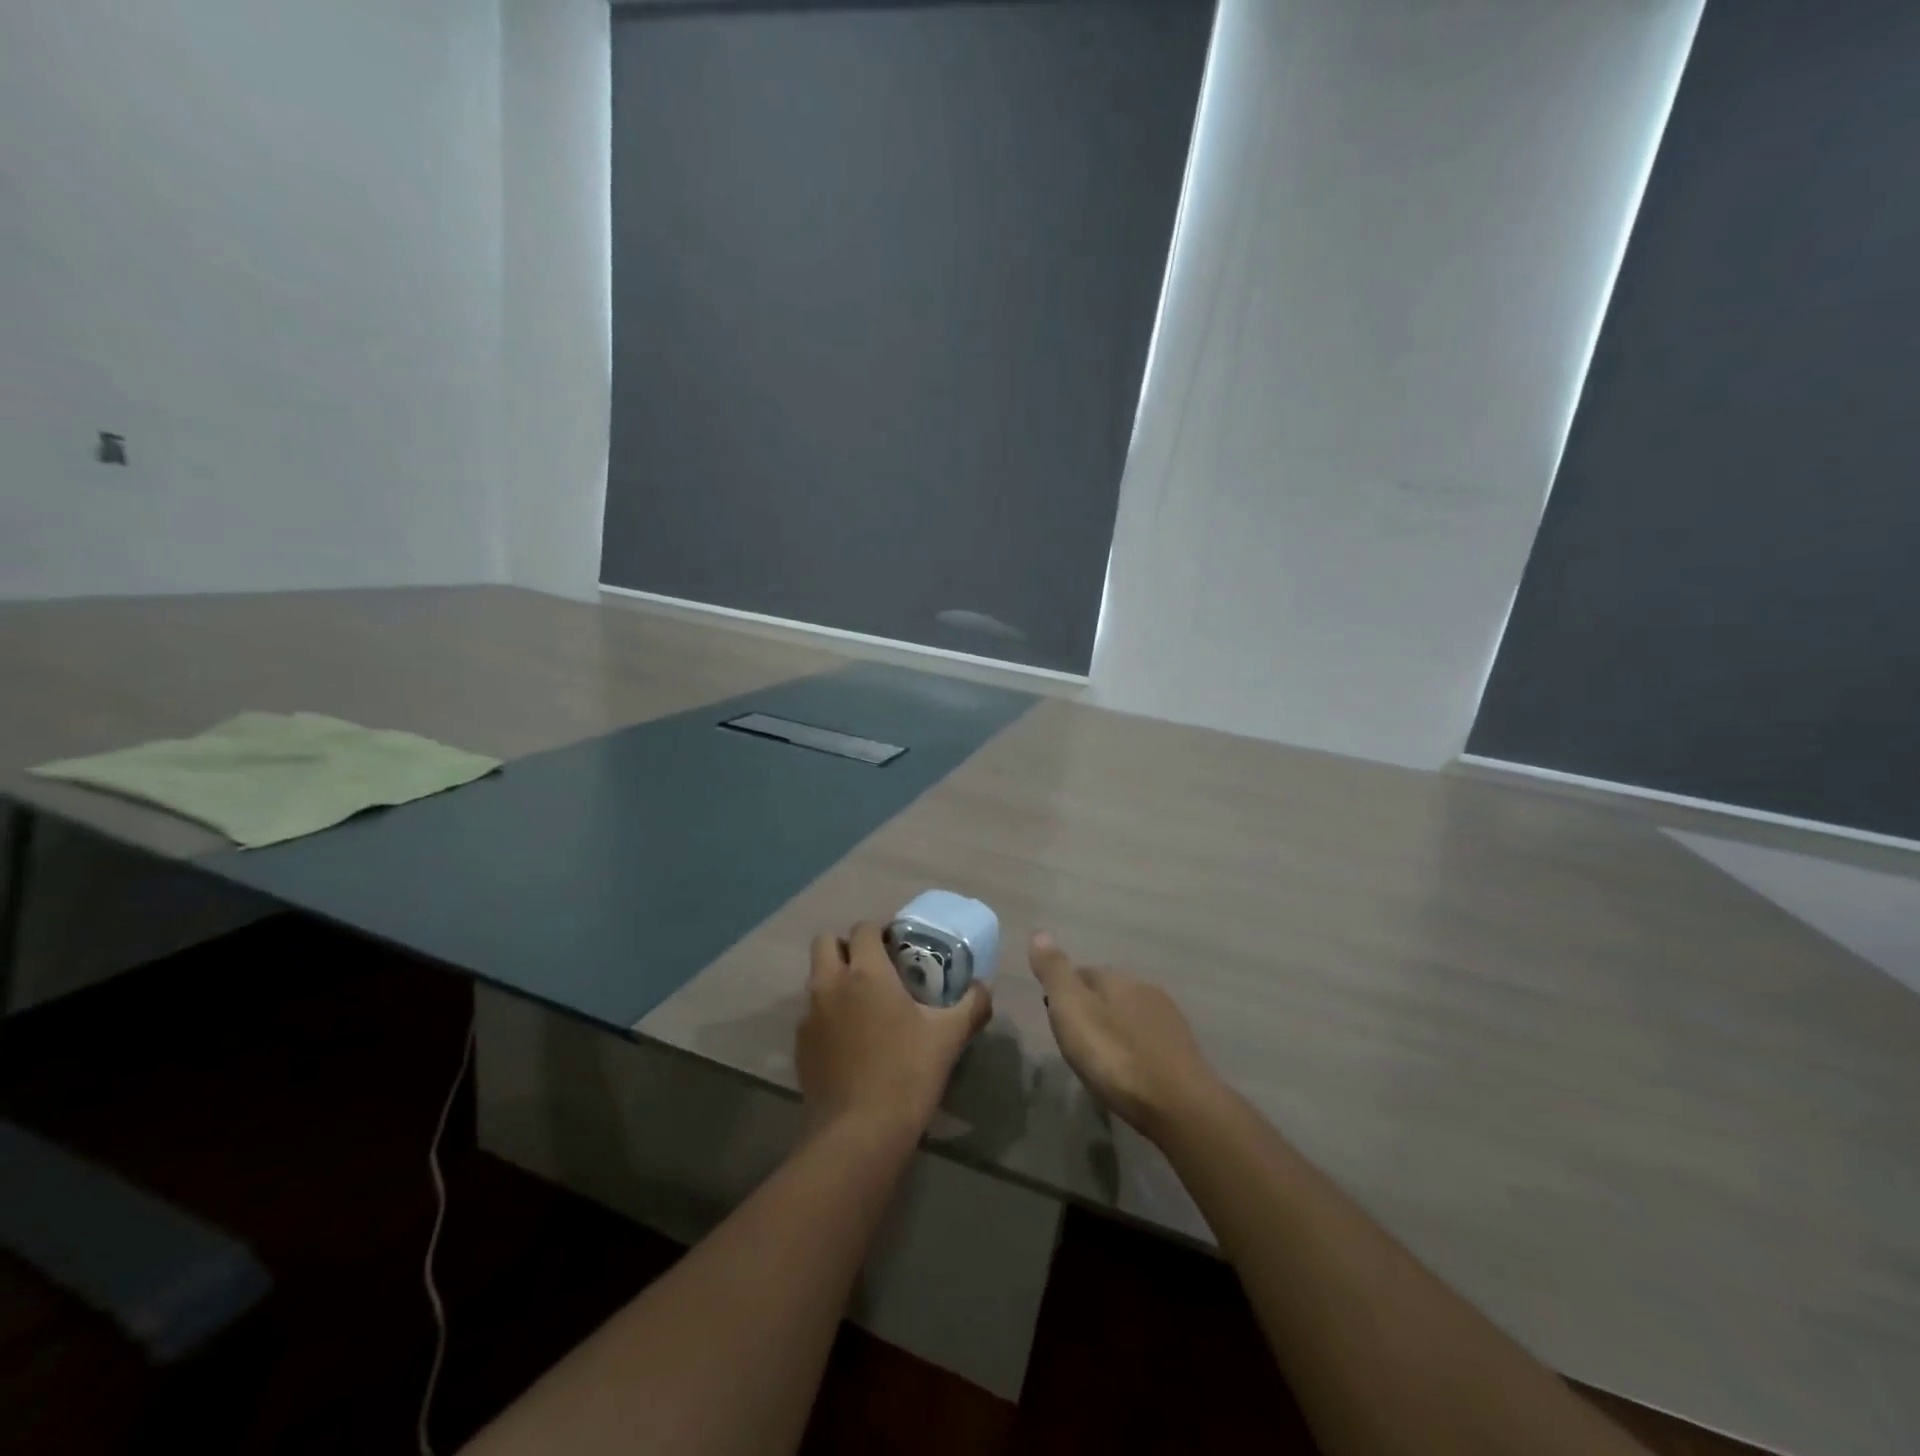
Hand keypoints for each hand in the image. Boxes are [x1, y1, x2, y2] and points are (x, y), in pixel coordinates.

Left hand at [798, 922, 991, 1140]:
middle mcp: (830, 985)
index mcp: (865, 973)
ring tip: (865, 1004)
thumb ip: (971, 1005)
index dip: (880, 930)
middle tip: (875, 966)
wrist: (858, 1135)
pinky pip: (812, 1014)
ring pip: (816, 978)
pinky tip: (851, 1040)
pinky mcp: (800, 1047)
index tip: (898, 945)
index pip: (864, 928)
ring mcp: (809, 1016)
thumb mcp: (948, 1037)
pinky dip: (828, 1014)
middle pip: (826, 942)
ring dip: (835, 979)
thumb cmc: (906, 1074)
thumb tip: (983, 989)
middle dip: (846, 946)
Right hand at [1029, 932, 1222, 1141]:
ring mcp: (1168, 1020)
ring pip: (1129, 1016)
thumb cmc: (1116, 1056)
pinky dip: (1133, 1049)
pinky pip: (1147, 1040)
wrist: (1179, 1106)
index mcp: (1117, 978)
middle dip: (1090, 1010)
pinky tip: (1127, 1071)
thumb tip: (1039, 932)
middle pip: (1107, 993)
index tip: (1054, 1017)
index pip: (1082, 972)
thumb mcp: (1072, 1011)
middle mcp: (1145, 989)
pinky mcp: (1183, 1051)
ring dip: (1113, 1030)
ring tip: (1098, 1059)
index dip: (1064, 992)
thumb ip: (1055, 972)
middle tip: (1073, 1040)